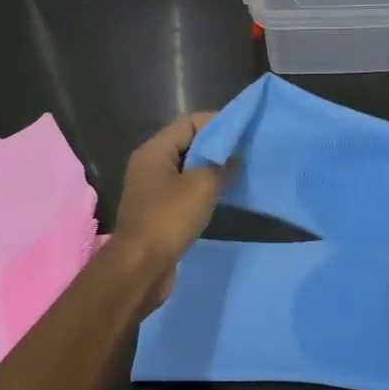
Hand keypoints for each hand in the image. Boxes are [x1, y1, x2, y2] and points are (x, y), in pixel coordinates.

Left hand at [113, 112, 229, 293]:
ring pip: (188, 171)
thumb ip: (221, 165)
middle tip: (247, 152)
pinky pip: (185, 193)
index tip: (245, 130)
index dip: (218, 123)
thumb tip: (233, 158)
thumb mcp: (202, 185)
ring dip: (212, 171)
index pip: (189, 122)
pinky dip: (204, 192)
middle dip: (217, 147)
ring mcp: (153, 191)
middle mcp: (150, 166)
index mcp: (154, 151)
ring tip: (241, 173)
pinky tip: (225, 197)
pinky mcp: (159, 213)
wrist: (141, 267)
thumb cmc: (169, 218)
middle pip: (188, 145)